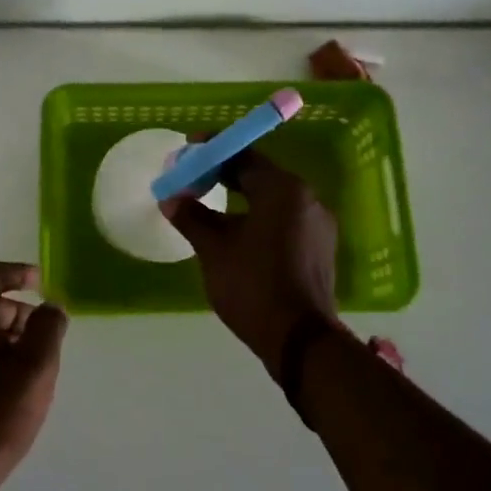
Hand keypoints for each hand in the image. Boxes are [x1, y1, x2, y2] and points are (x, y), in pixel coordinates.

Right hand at [160, 150, 340, 376]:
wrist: (300, 340)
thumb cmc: (253, 285)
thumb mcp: (214, 249)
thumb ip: (191, 217)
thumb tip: (171, 199)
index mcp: (283, 189)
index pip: (244, 156)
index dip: (213, 152)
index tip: (188, 151)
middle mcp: (307, 199)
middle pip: (260, 176)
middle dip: (225, 175)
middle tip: (193, 180)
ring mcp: (318, 225)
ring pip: (272, 200)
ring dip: (241, 198)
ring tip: (209, 207)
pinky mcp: (319, 249)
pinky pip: (284, 220)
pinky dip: (258, 218)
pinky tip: (237, 233)